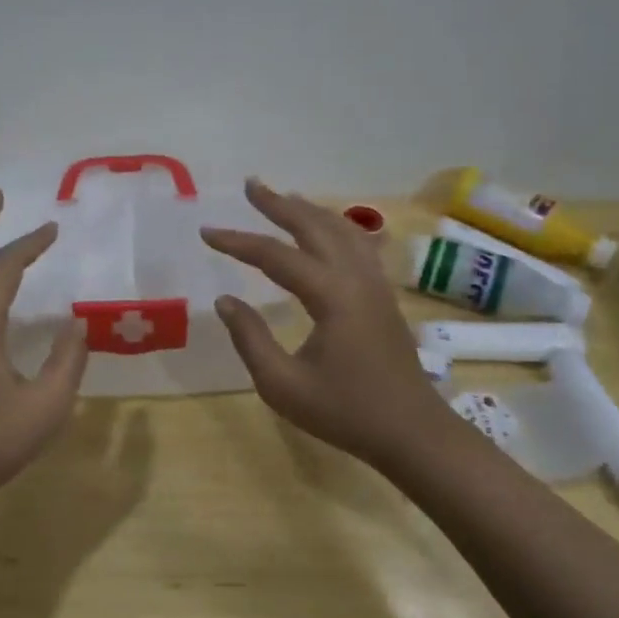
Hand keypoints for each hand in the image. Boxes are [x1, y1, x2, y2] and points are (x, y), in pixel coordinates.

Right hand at [200, 179, 446, 467]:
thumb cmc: (345, 412)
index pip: (276, 256)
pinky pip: (359, 245)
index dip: (238, 242)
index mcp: (331, 296)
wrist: (412, 432)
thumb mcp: (282, 385)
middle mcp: (355, 278)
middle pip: (314, 227)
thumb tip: (225, 300)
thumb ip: (250, 338)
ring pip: (342, 230)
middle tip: (251, 185)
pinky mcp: (383, 295)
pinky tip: (330, 227)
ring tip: (283, 197)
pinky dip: (337, 226)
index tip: (206, 232)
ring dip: (309, 210)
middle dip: (279, 204)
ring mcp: (375, 284)